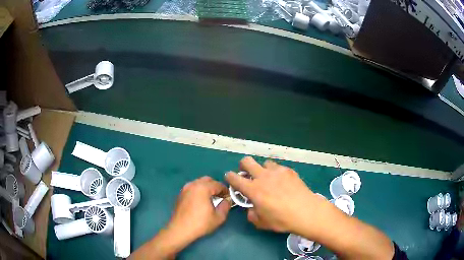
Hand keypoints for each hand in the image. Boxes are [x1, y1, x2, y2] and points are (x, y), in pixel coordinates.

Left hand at [130, 176, 230, 258]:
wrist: (180, 230)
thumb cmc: (200, 223)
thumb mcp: (218, 217)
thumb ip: (225, 206)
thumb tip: (227, 200)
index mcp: (202, 188)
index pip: (218, 184)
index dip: (225, 190)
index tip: (228, 197)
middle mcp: (192, 185)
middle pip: (207, 180)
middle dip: (215, 186)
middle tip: (220, 196)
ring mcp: (184, 189)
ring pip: (198, 183)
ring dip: (206, 188)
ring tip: (211, 199)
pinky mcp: (180, 195)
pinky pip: (192, 188)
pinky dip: (198, 191)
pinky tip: (200, 202)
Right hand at [225, 157, 324, 234]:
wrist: (305, 211)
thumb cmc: (281, 219)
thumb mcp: (262, 222)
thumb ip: (252, 215)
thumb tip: (251, 209)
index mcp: (253, 189)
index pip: (234, 178)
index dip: (229, 177)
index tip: (230, 178)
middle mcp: (262, 176)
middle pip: (247, 161)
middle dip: (243, 165)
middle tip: (247, 174)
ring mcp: (277, 171)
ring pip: (264, 163)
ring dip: (262, 169)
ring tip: (268, 178)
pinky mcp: (289, 171)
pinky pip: (278, 167)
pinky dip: (276, 173)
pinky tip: (283, 182)